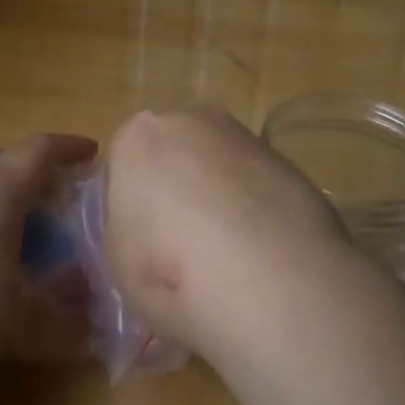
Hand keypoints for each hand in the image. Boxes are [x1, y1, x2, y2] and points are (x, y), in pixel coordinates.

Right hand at [103, 107, 345, 352]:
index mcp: (137, 139)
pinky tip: (261, 254)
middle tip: (181, 251)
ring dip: (216, 197)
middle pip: (170, 154)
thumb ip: (124, 232)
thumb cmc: (174, 276)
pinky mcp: (286, 160)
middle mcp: (188, 121)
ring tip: (226, 259)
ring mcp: (242, 135)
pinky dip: (253, 208)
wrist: (276, 283)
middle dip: (174, 191)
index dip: (129, 208)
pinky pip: (253, 183)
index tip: (141, 246)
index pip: (121, 166)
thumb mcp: (118, 266)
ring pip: (215, 166)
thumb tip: (144, 230)